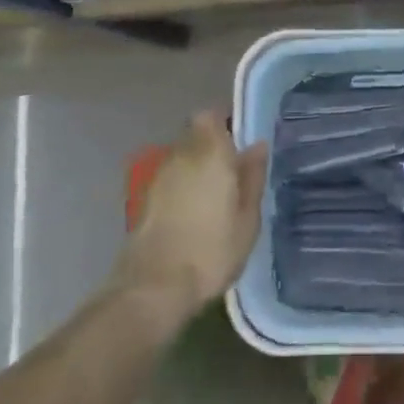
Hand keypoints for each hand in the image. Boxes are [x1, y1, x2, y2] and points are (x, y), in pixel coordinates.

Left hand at [113, 112, 266, 314]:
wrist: (154, 287)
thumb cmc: (211, 250)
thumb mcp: (247, 218)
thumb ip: (252, 177)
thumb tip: (258, 146)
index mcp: (209, 152)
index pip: (210, 115)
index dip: (224, 123)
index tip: (240, 142)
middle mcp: (181, 155)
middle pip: (196, 136)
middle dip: (212, 147)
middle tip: (233, 172)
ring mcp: (159, 177)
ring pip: (182, 157)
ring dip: (196, 168)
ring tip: (216, 196)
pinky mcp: (145, 200)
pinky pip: (171, 180)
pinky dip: (182, 188)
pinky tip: (195, 214)